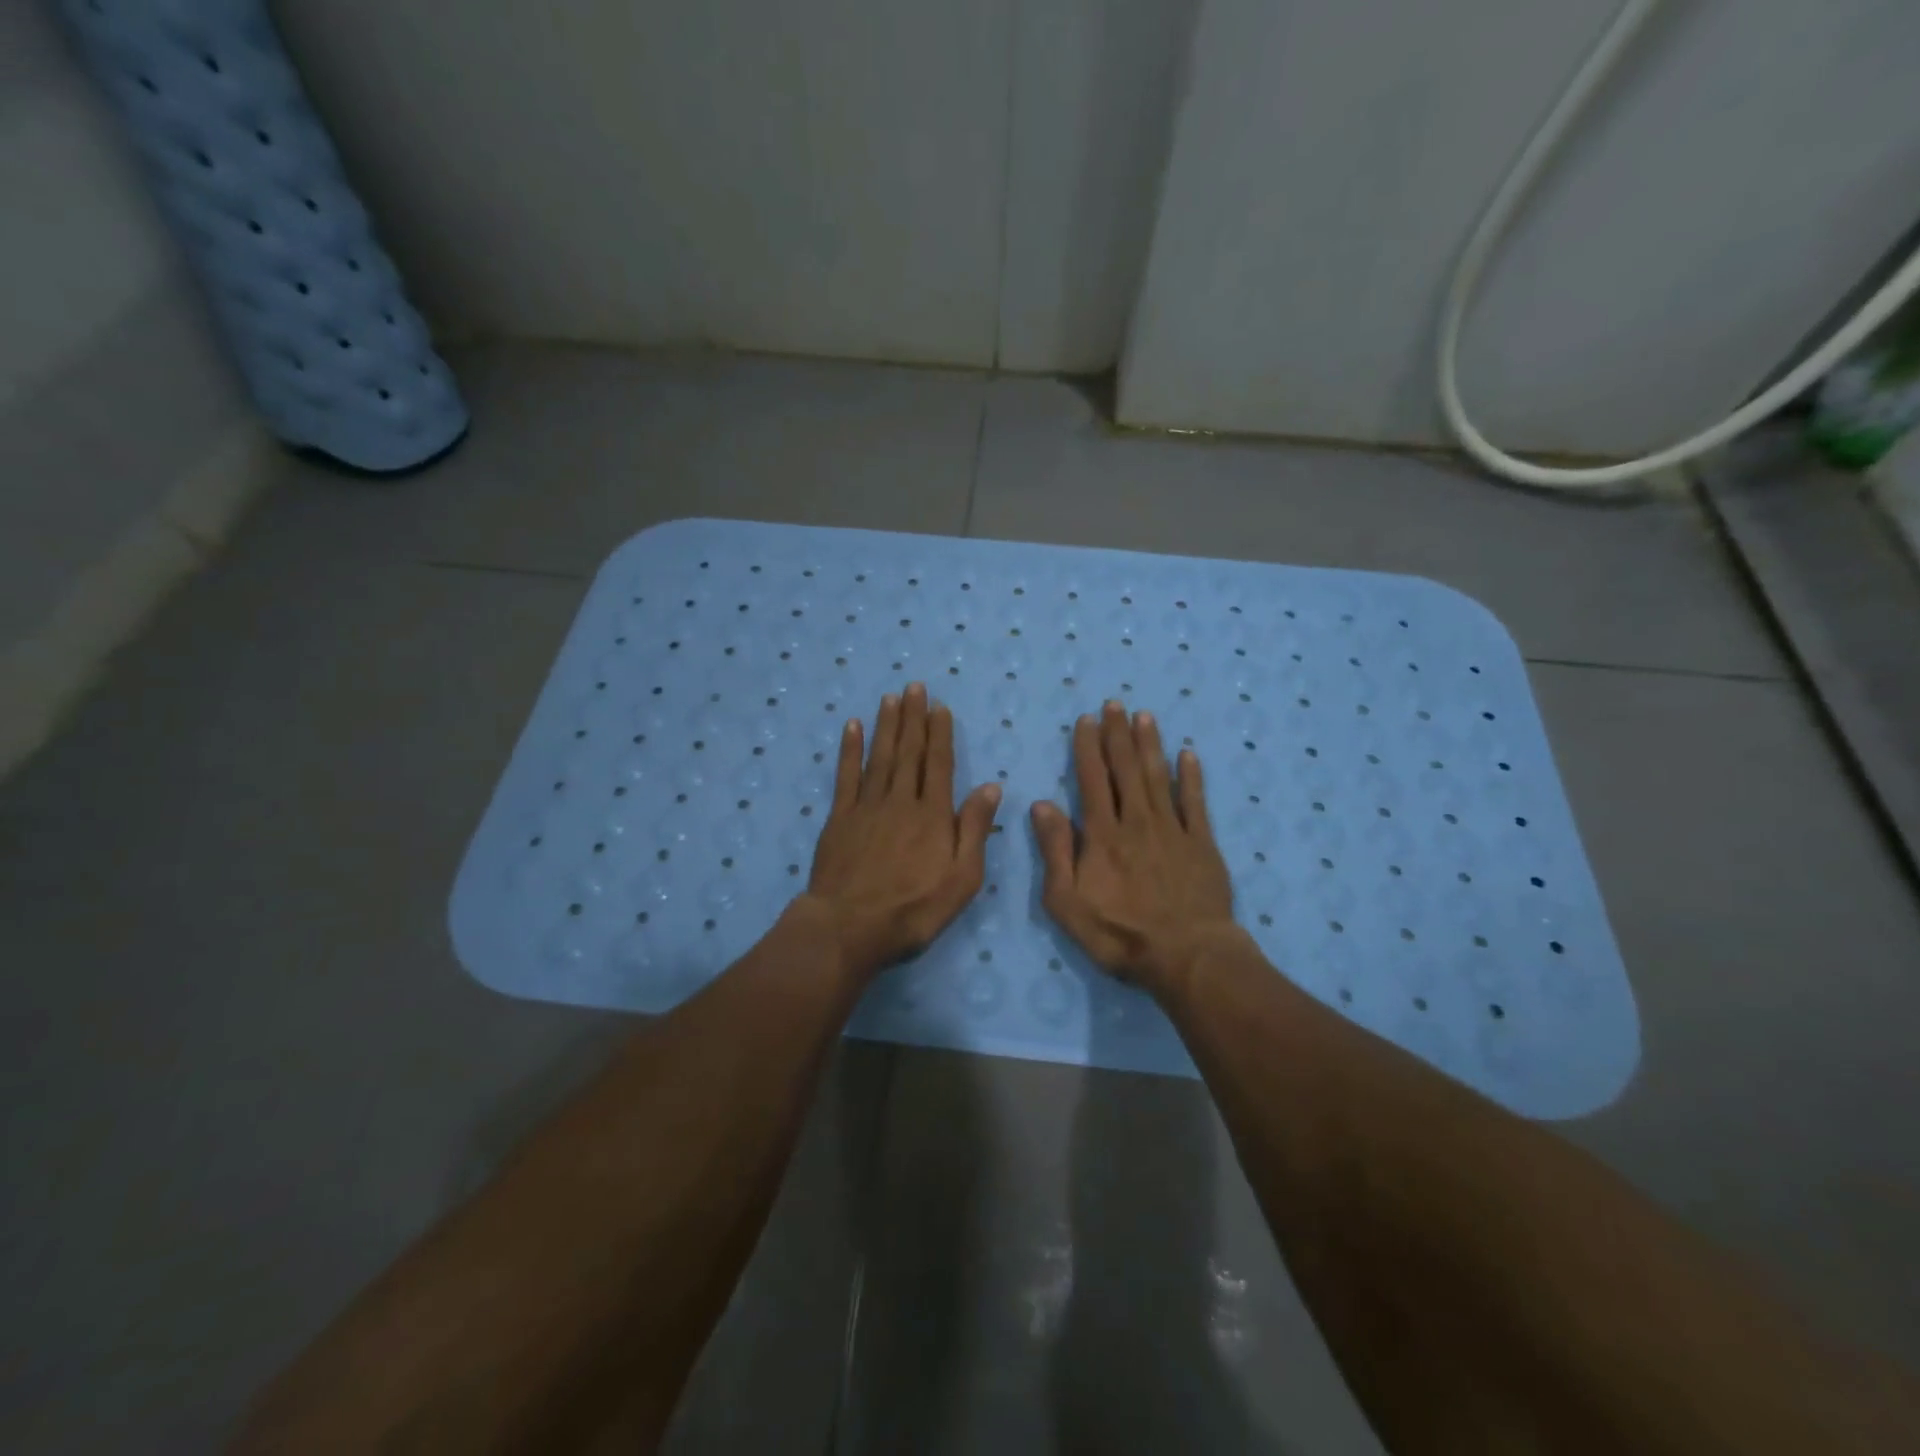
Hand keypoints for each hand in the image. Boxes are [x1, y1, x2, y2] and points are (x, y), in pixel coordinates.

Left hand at [803, 683, 1001, 980]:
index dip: (941, 734)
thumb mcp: (962, 878)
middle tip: (915, 687)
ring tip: (891, 697)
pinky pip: (846, 776)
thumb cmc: (914, 909)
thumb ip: (974, 829)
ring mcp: (867, 807)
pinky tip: (853, 727)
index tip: (940, 708)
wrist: (851, 927)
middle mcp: (901, 801)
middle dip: (913, 718)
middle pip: (909, 753)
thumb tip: (991, 786)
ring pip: (880, 757)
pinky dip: (850, 750)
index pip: (940, 765)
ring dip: (887, 725)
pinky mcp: (840, 818)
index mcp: (934, 816)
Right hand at [1032, 701, 1241, 998]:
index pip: (1092, 779)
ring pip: (1158, 776)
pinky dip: (1191, 776)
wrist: (1187, 955)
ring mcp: (1172, 829)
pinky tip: (1188, 754)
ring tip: (1145, 715)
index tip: (1086, 720)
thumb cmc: (1120, 934)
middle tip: (1115, 703)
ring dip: (1150, 744)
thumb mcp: (1067, 902)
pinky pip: (1195, 801)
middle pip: (1126, 769)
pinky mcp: (1201, 843)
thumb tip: (1041, 805)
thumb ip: (1055, 851)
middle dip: (1118, 734)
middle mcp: (1136, 821)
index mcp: (1102, 834)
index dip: (1088, 747)